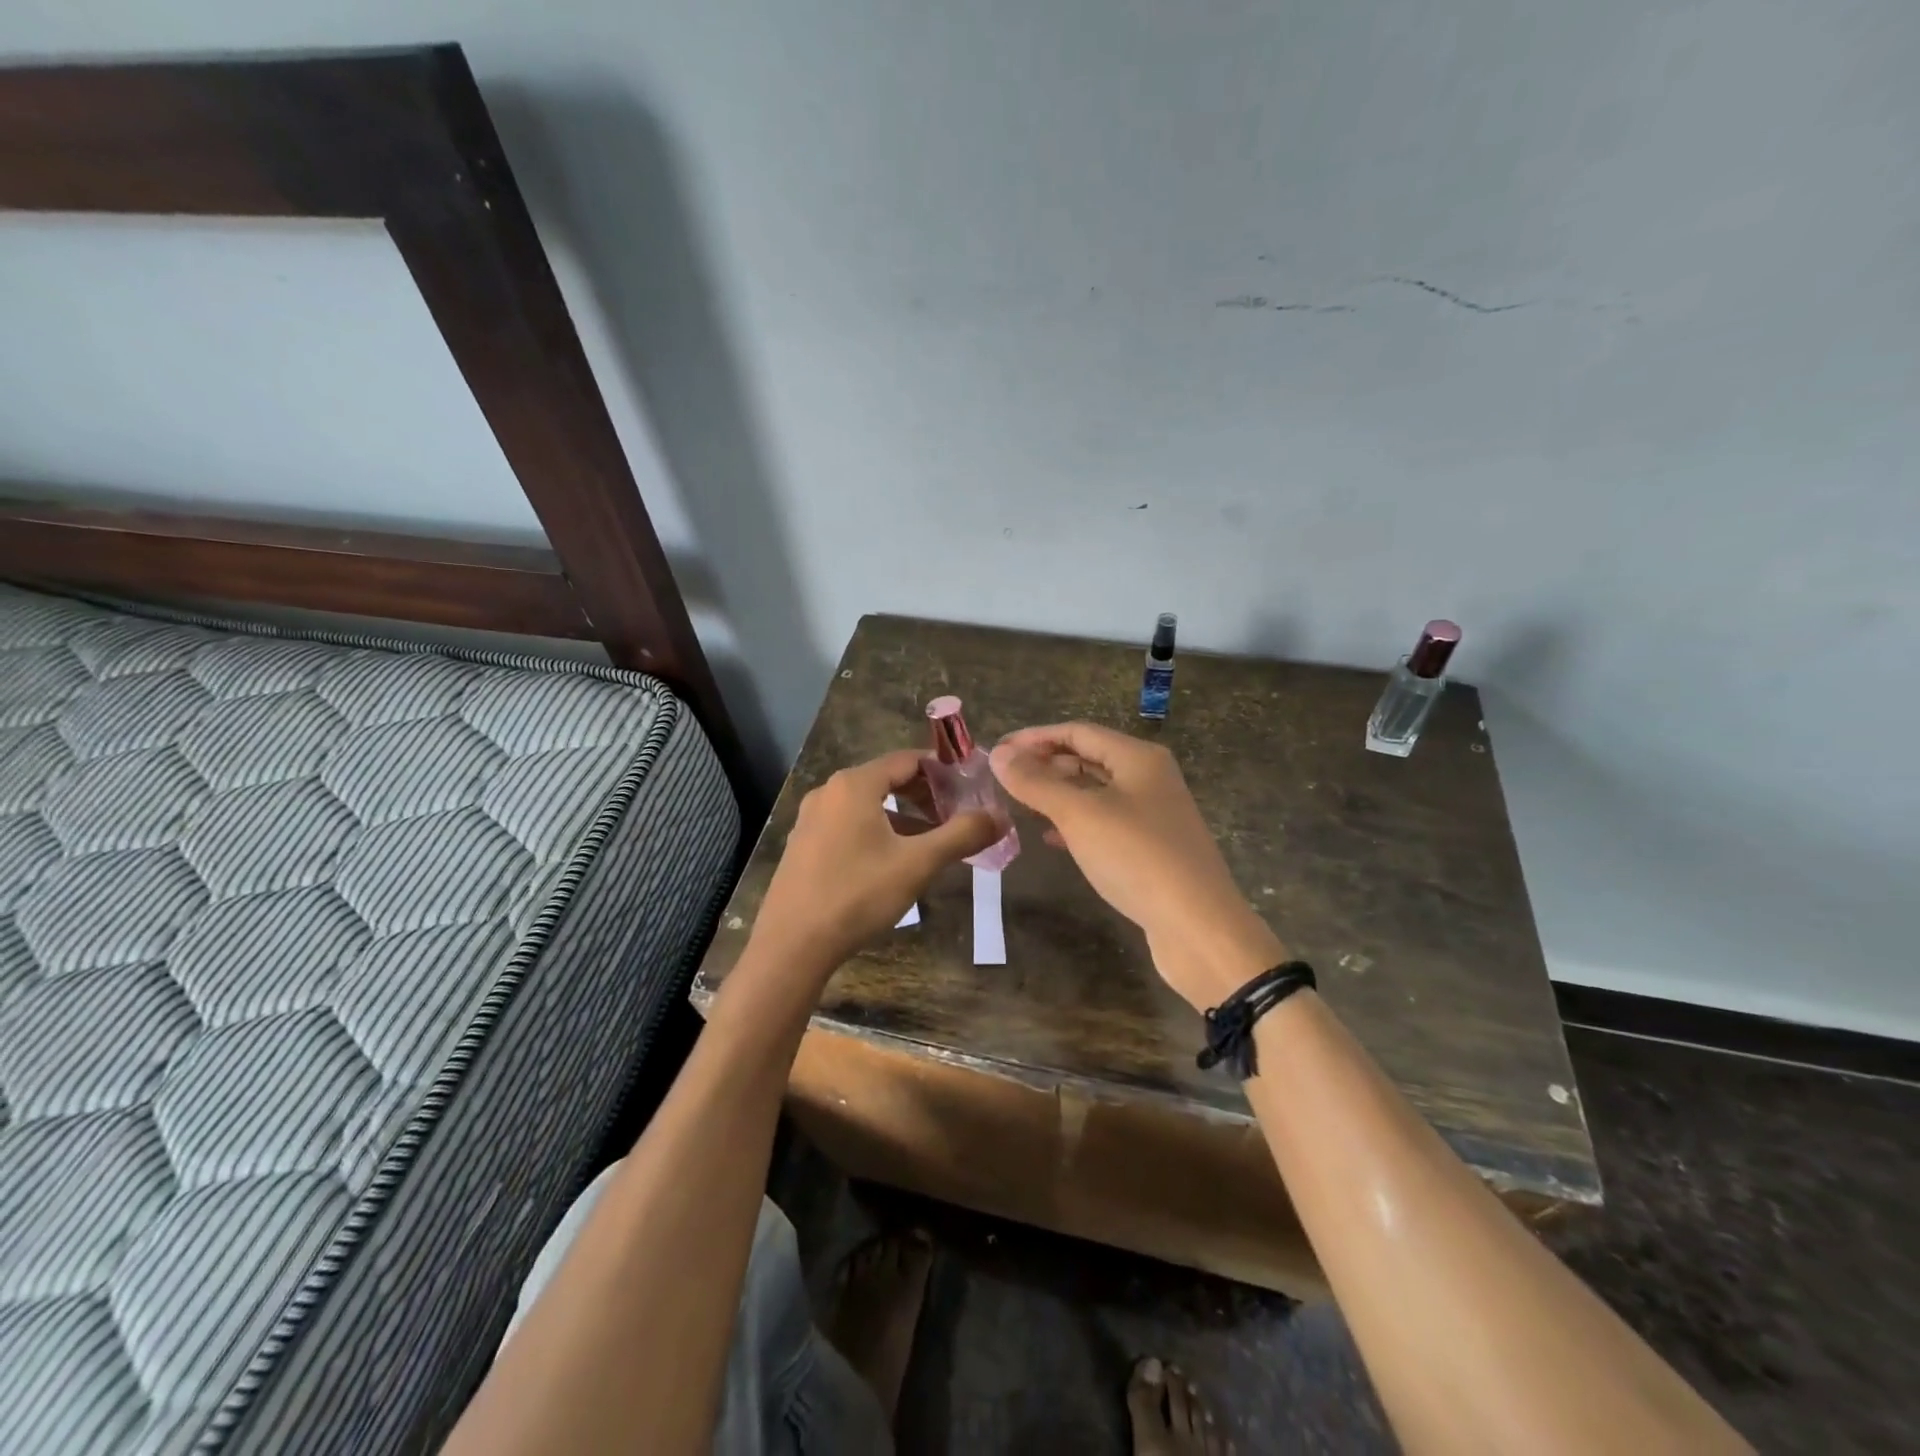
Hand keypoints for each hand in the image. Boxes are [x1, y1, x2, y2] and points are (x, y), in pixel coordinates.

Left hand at [753, 749, 997, 980]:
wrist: (791, 945)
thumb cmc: (857, 895)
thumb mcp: (917, 864)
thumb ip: (961, 835)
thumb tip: (999, 817)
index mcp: (855, 784)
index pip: (908, 760)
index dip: (943, 770)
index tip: (971, 788)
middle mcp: (829, 791)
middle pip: (887, 779)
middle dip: (926, 795)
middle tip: (957, 816)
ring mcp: (811, 818)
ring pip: (868, 805)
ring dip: (904, 816)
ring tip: (933, 841)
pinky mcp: (804, 845)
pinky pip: (849, 824)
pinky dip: (878, 831)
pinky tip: (894, 861)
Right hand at [990, 723, 1283, 1009]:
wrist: (1198, 927)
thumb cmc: (1137, 858)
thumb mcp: (1079, 815)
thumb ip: (1037, 783)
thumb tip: (998, 754)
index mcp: (1138, 758)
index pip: (1078, 732)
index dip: (1034, 738)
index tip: (996, 751)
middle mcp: (1149, 779)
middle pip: (1088, 758)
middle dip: (1045, 764)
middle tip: (1004, 778)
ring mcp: (1153, 815)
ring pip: (1096, 792)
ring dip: (1058, 794)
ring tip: (1021, 803)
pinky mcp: (1152, 849)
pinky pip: (1105, 823)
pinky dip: (1075, 824)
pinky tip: (1051, 839)